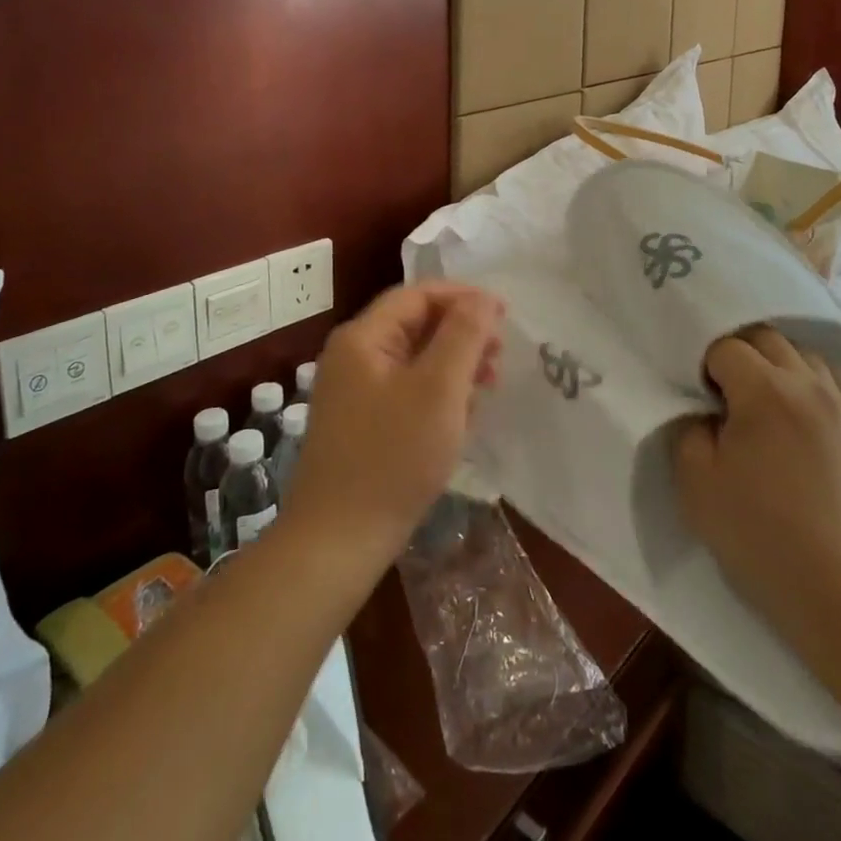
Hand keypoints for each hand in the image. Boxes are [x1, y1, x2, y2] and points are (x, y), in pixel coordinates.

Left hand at [285, 282, 504, 566]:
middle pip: (416, 325)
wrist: (337, 544)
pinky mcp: (362, 424)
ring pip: (415, 360)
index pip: (418, 295)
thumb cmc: (392, 457)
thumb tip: (484, 298)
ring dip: (454, 366)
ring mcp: (354, 392)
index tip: (504, 315)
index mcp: (362, 338)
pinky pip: (407, 391)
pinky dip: (438, 394)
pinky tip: (462, 416)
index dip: (463, 298)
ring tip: (488, 387)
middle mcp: (353, 356)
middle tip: (500, 357)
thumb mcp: (439, 389)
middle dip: (462, 334)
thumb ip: (464, 335)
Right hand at [673, 326, 840, 626]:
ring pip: (803, 353)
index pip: (725, 348)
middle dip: (739, 354)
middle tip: (725, 394)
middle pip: (766, 338)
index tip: (700, 401)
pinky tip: (802, 406)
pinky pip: (837, 379)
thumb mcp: (695, 482)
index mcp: (764, 390)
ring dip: (777, 363)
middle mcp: (806, 383)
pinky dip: (814, 379)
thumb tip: (705, 412)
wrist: (837, 589)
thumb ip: (690, 429)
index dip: (705, 368)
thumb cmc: (757, 534)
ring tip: (764, 399)